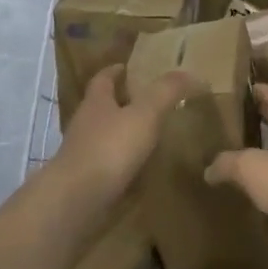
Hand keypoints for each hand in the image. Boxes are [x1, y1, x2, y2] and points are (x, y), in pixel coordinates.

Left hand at [55, 66, 202, 203]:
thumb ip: (166, 91)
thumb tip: (192, 72)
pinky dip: (122, 163)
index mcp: (96, 102)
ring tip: (150, 135)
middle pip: (102, 107)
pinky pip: (107, 165)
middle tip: (149, 101)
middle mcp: (85, 125)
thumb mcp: (145, 113)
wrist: (75, 201)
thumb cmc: (109, 148)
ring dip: (123, 134)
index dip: (115, 71)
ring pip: (104, 136)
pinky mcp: (85, 182)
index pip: (103, 79)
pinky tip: (140, 169)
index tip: (127, 67)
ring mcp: (82, 155)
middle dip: (121, 102)